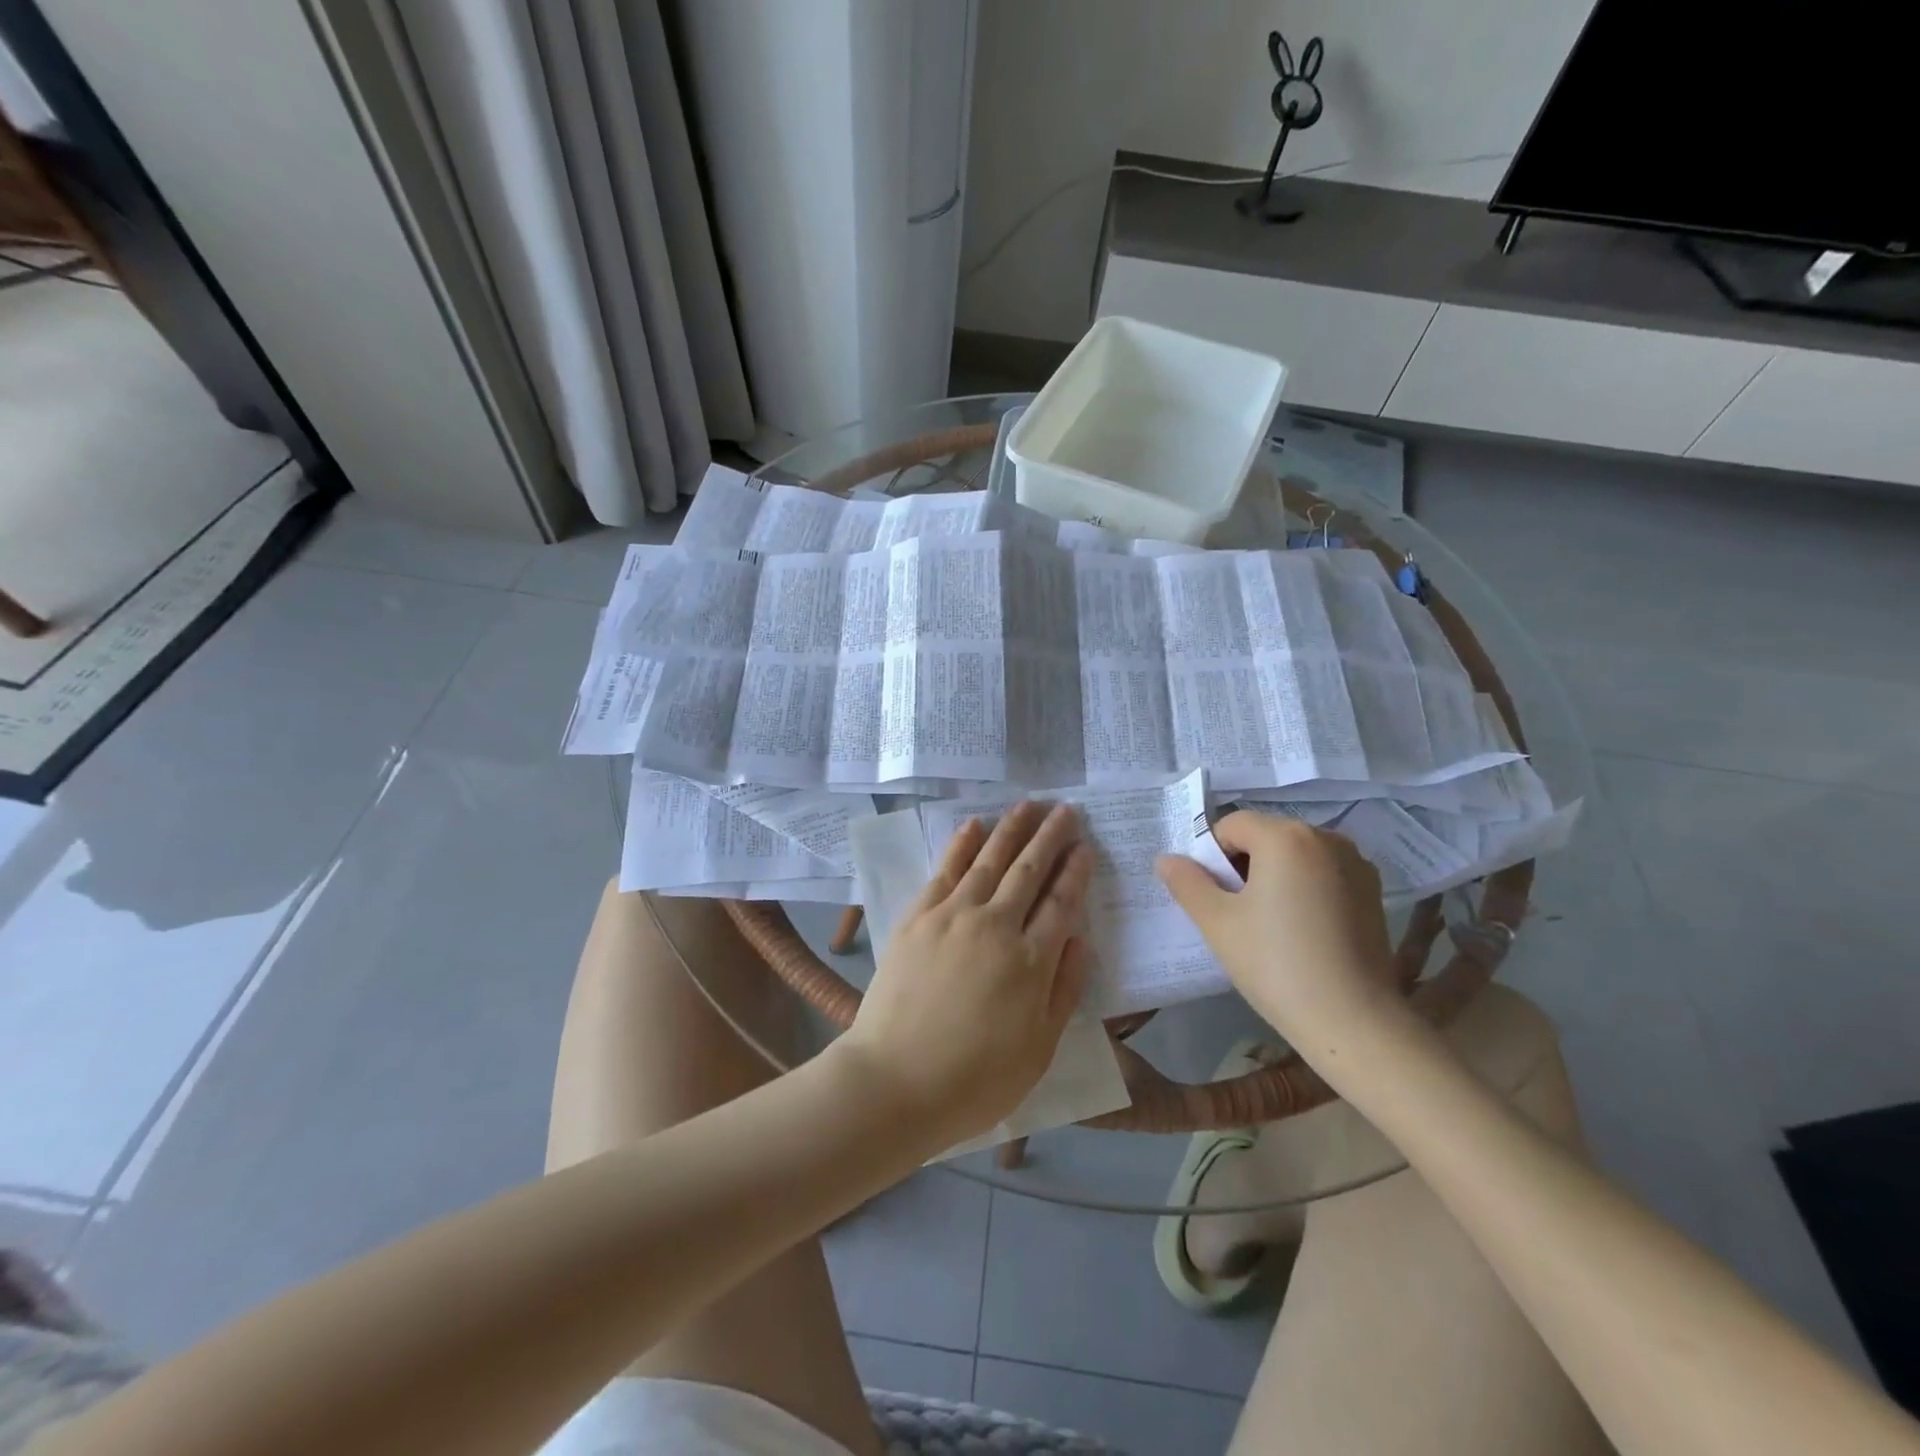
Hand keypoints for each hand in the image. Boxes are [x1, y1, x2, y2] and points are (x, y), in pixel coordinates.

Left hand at [841, 802, 1093, 1147]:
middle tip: (1065, 809)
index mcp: (1030, 960)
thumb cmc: (975, 1079)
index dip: (1076, 871)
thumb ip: (1064, 989)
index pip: (1061, 902)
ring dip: (1011, 829)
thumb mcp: (1039, 1049)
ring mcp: (952, 916)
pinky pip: (945, 870)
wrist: (894, 1082)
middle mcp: (994, 925)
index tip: (1085, 846)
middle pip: (1029, 870)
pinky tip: (974, 825)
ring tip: (1029, 804)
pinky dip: (962, 844)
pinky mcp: (917, 917)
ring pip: (989, 860)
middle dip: (1050, 837)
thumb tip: (1081, 939)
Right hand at [1155, 811, 1399, 1049]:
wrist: (1355, 1022)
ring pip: (1295, 856)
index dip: (1212, 857)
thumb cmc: (1276, 964)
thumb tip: (1167, 859)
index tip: (1214, 898)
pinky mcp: (1373, 892)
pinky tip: (1303, 932)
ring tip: (1271, 926)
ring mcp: (1356, 864)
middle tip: (1237, 915)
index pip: (1231, 826)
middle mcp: (1326, 838)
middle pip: (1266, 837)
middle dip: (1244, 866)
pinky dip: (1305, 890)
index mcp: (1285, 836)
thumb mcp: (1217, 922)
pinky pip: (1323, 875)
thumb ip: (1187, 883)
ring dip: (1275, 877)